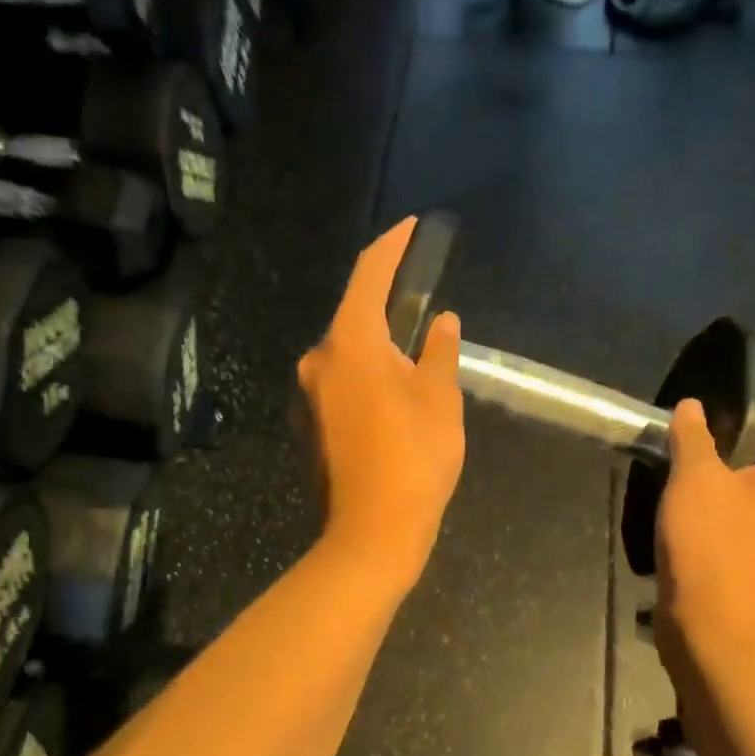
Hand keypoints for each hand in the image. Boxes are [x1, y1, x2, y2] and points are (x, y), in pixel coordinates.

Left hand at [299, 218, 464, 591]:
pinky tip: (395, 391)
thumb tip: (443, 322)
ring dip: (380, 342)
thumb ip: (440, 351)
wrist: (374, 529)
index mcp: (352, 342)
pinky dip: (369, 372)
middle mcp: (320, 359)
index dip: (391, 245)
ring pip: (349, 350)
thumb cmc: (415, 456)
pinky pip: (344, 379)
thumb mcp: (440, 397)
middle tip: (423, 299)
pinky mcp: (313, 421)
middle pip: (354, 314)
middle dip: (387, 301)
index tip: (410, 226)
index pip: (369, 274)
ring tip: (416, 351)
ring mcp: (311, 393)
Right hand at [654, 379, 754, 679]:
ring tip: (686, 437)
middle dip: (737, 420)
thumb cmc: (713, 547)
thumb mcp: (695, 480)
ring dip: (725, 456)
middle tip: (695, 404)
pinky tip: (688, 482)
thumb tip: (693, 407)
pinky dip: (723, 486)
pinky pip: (746, 501)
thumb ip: (694, 435)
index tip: (728, 368)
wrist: (715, 630)